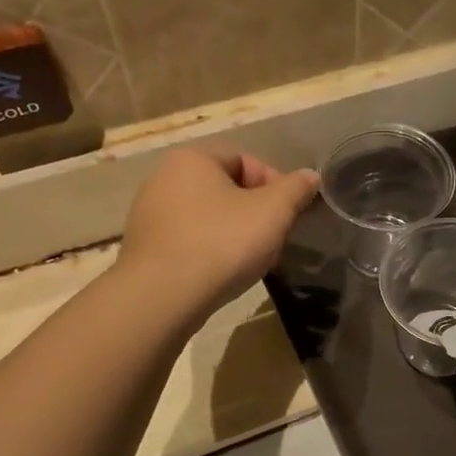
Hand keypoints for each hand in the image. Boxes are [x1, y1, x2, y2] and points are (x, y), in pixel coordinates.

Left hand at [117, 148, 318, 316]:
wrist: (163, 296)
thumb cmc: (222, 243)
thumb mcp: (273, 212)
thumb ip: (296, 189)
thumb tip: (311, 176)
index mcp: (193, 159)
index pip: (246, 160)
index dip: (275, 185)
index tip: (289, 214)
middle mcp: (164, 177)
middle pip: (226, 188)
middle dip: (255, 211)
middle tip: (273, 238)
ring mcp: (149, 213)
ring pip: (207, 215)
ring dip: (233, 232)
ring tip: (249, 259)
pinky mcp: (145, 246)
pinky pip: (189, 239)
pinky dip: (209, 250)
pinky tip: (221, 272)